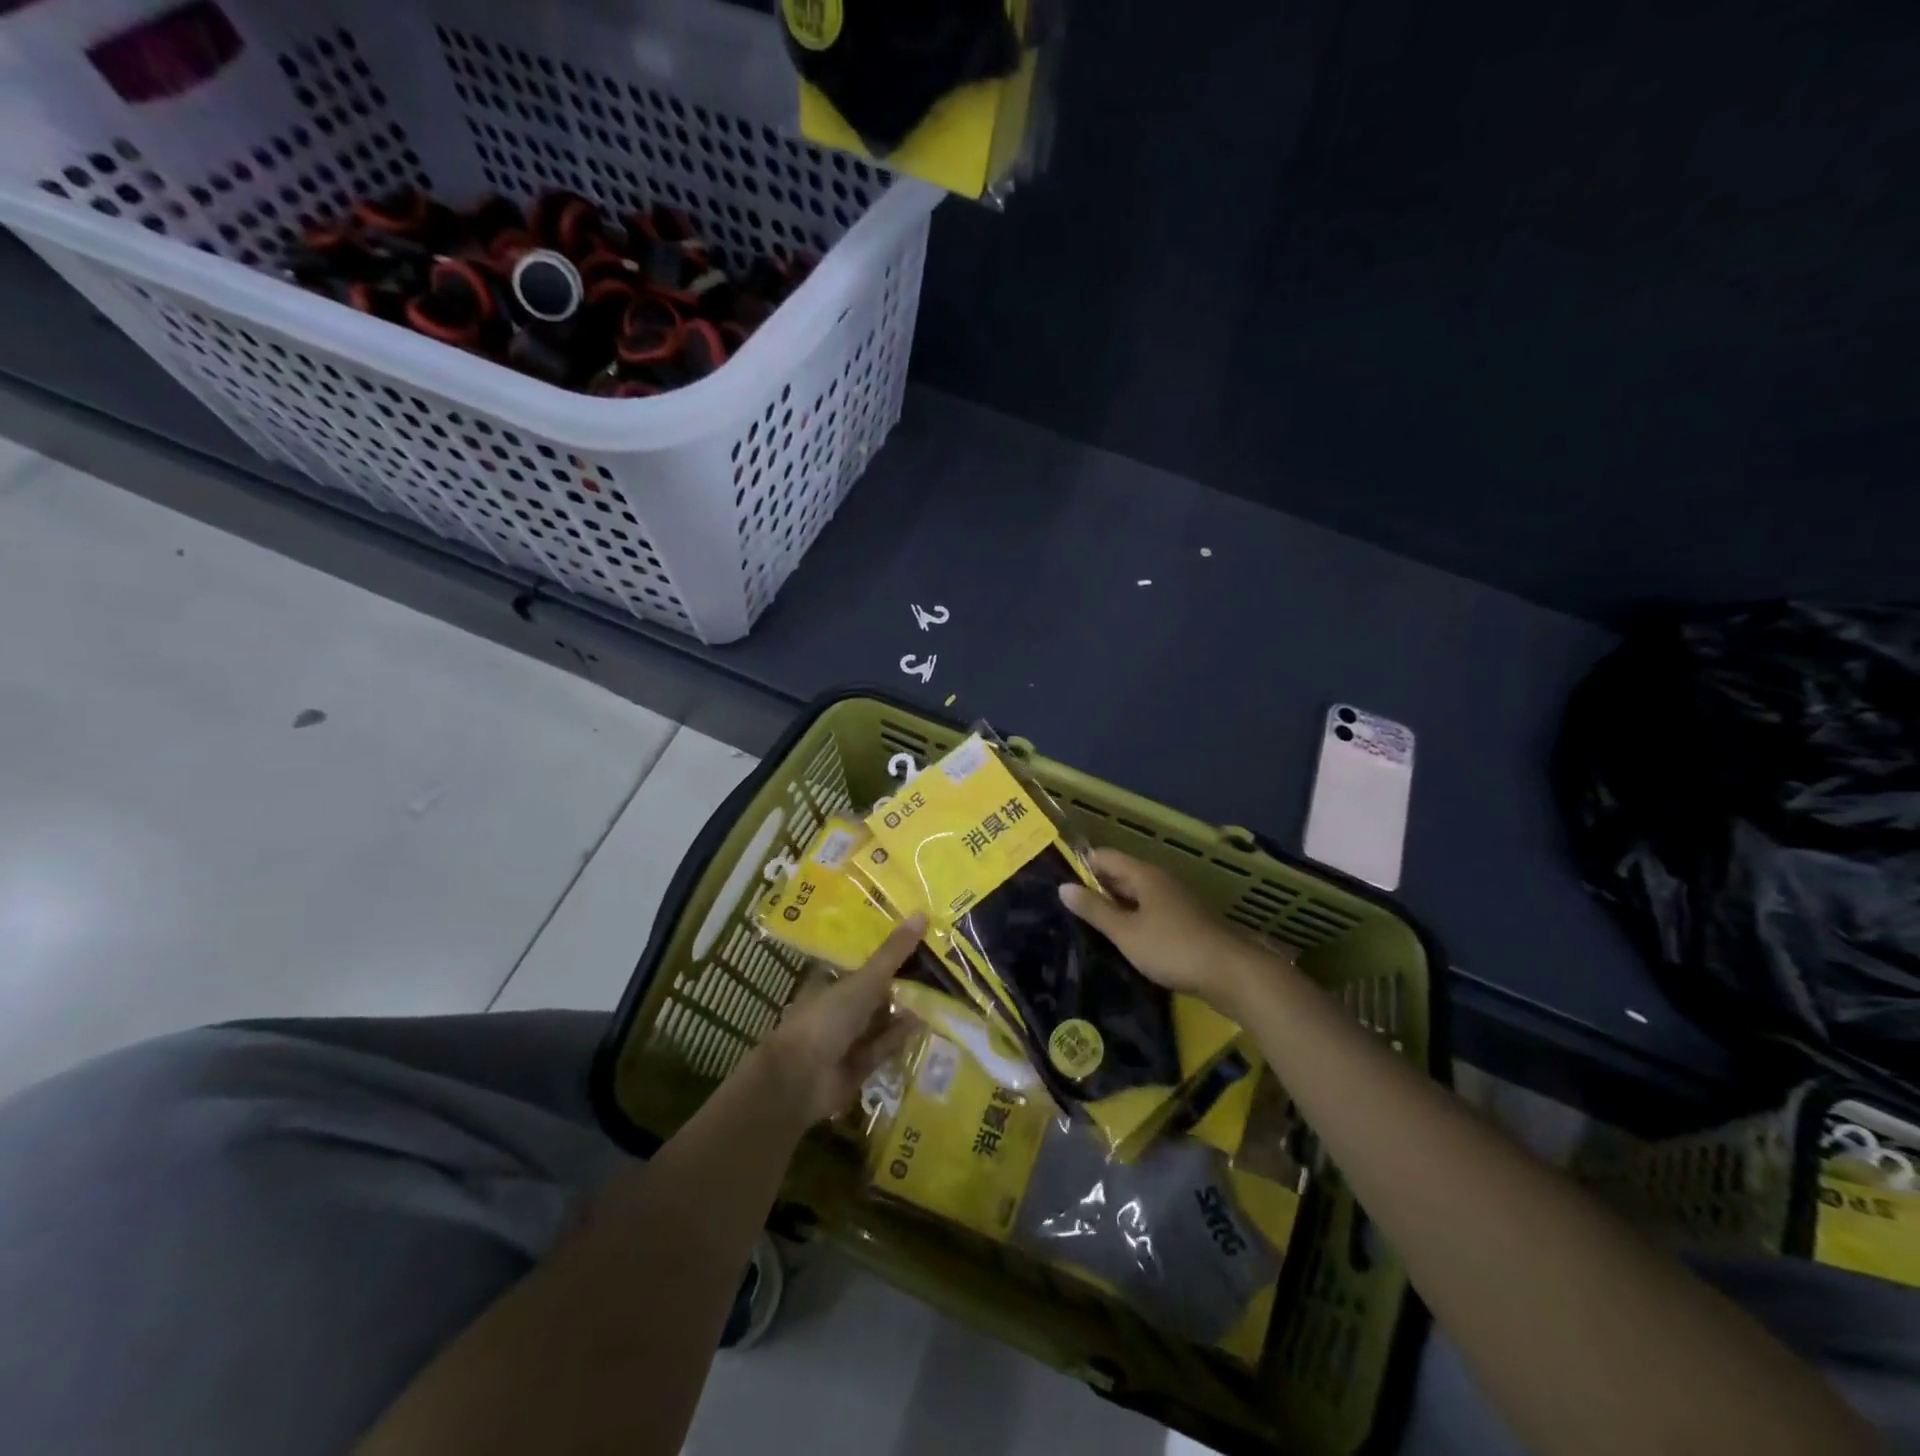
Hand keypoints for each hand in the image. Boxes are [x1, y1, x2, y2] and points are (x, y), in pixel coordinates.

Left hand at [754, 916, 925, 1124]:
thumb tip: (922, 914)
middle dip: (903, 979)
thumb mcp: (863, 980)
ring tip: (942, 988)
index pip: (862, 960)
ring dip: (906, 1007)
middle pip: (876, 989)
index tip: (917, 936)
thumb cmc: (826, 1018)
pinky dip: (902, 1034)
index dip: (888, 949)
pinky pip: (886, 1043)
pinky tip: (926, 1020)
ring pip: (883, 1016)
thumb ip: (893, 953)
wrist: (801, 1079)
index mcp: (831, 980)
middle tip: (939, 961)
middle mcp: (840, 1005)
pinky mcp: (861, 1062)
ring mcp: (850, 1035)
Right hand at [1059, 849, 1283, 1010]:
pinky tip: (1121, 938)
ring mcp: (1174, 900)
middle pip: (1120, 873)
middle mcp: (1159, 880)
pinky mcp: (1184, 921)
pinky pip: (1149, 910)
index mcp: (1144, 874)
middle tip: (1067, 907)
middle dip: (1095, 887)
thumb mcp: (1126, 932)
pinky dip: (1132, 918)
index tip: (1059, 884)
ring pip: (1135, 894)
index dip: (1081, 866)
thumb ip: (1094, 910)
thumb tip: (1063, 887)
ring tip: (1087, 924)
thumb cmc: (1172, 948)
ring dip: (1114, 905)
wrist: (1230, 973)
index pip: (1104, 856)